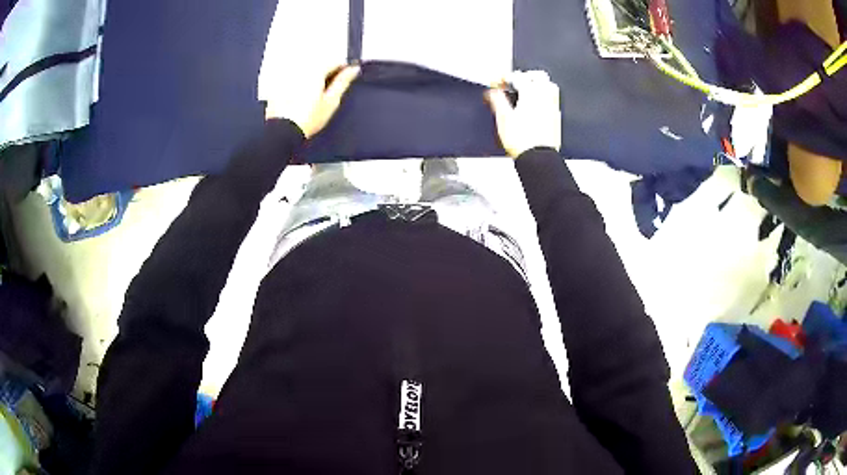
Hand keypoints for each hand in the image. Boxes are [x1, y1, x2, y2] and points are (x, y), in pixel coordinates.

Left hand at [265, 64, 360, 138]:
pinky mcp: (277, 86)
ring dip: (311, 79)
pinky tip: (299, 99)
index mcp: (315, 72)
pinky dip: (298, 85)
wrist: (283, 132)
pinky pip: (292, 80)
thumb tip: (353, 69)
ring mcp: (287, 77)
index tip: (347, 75)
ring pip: (305, 72)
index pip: (334, 62)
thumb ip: (343, 82)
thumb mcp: (331, 101)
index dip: (343, 68)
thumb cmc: (308, 119)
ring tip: (313, 97)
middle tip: (329, 90)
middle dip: (326, 74)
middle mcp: (300, 70)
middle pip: (318, 66)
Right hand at [487, 71, 561, 157]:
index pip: (518, 77)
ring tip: (527, 91)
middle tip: (515, 82)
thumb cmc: (522, 141)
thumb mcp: (503, 118)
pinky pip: (553, 100)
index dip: (506, 77)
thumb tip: (493, 92)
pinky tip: (536, 105)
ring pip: (549, 86)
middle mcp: (545, 98)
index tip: (498, 82)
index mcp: (531, 94)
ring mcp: (553, 107)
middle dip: (526, 76)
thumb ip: (497, 100)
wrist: (537, 158)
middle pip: (539, 77)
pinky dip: (544, 97)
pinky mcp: (556, 117)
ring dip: (538, 85)